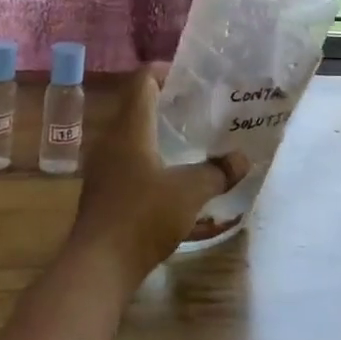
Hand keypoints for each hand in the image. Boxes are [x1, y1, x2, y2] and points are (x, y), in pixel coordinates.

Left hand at [70, 66, 248, 284]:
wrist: (97, 267)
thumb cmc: (142, 217)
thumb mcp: (189, 193)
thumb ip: (217, 172)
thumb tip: (243, 158)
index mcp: (130, 127)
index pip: (143, 80)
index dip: (166, 72)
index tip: (192, 78)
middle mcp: (112, 140)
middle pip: (138, 107)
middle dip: (169, 104)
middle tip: (199, 109)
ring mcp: (104, 168)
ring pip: (134, 138)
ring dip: (161, 136)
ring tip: (191, 142)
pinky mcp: (104, 193)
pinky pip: (131, 165)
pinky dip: (152, 163)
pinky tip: (175, 182)